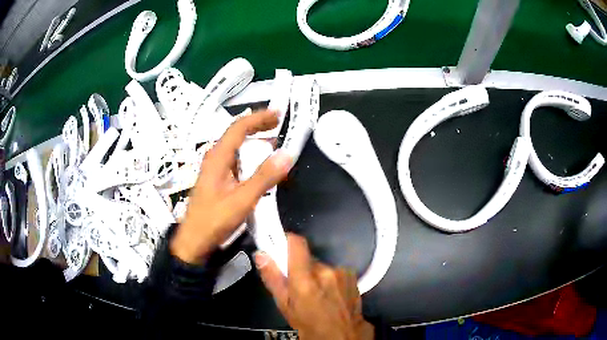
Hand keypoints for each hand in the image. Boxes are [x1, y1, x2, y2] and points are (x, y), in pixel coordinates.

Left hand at [171, 110, 292, 263]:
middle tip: (279, 125)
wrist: (194, 241)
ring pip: (236, 148)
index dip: (258, 118)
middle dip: (258, 126)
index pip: (238, 128)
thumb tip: (286, 154)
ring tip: (274, 143)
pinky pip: (235, 161)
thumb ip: (264, 177)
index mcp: (218, 157)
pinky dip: (250, 157)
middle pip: (236, 134)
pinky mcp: (217, 180)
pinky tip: (260, 166)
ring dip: (254, 142)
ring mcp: (215, 169)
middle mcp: (214, 158)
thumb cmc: (214, 220)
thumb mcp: (242, 200)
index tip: (278, 114)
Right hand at [255, 233, 374, 339]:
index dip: (287, 241)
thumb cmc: (309, 326)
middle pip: (308, 259)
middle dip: (301, 269)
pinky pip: (335, 272)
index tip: (281, 247)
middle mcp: (326, 271)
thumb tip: (261, 255)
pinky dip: (330, 280)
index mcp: (305, 280)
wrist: (344, 336)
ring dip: (317, 276)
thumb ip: (273, 279)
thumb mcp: (285, 307)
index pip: (296, 244)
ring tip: (317, 295)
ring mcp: (342, 272)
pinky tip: (331, 295)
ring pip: (322, 267)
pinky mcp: (352, 276)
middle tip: (299, 286)